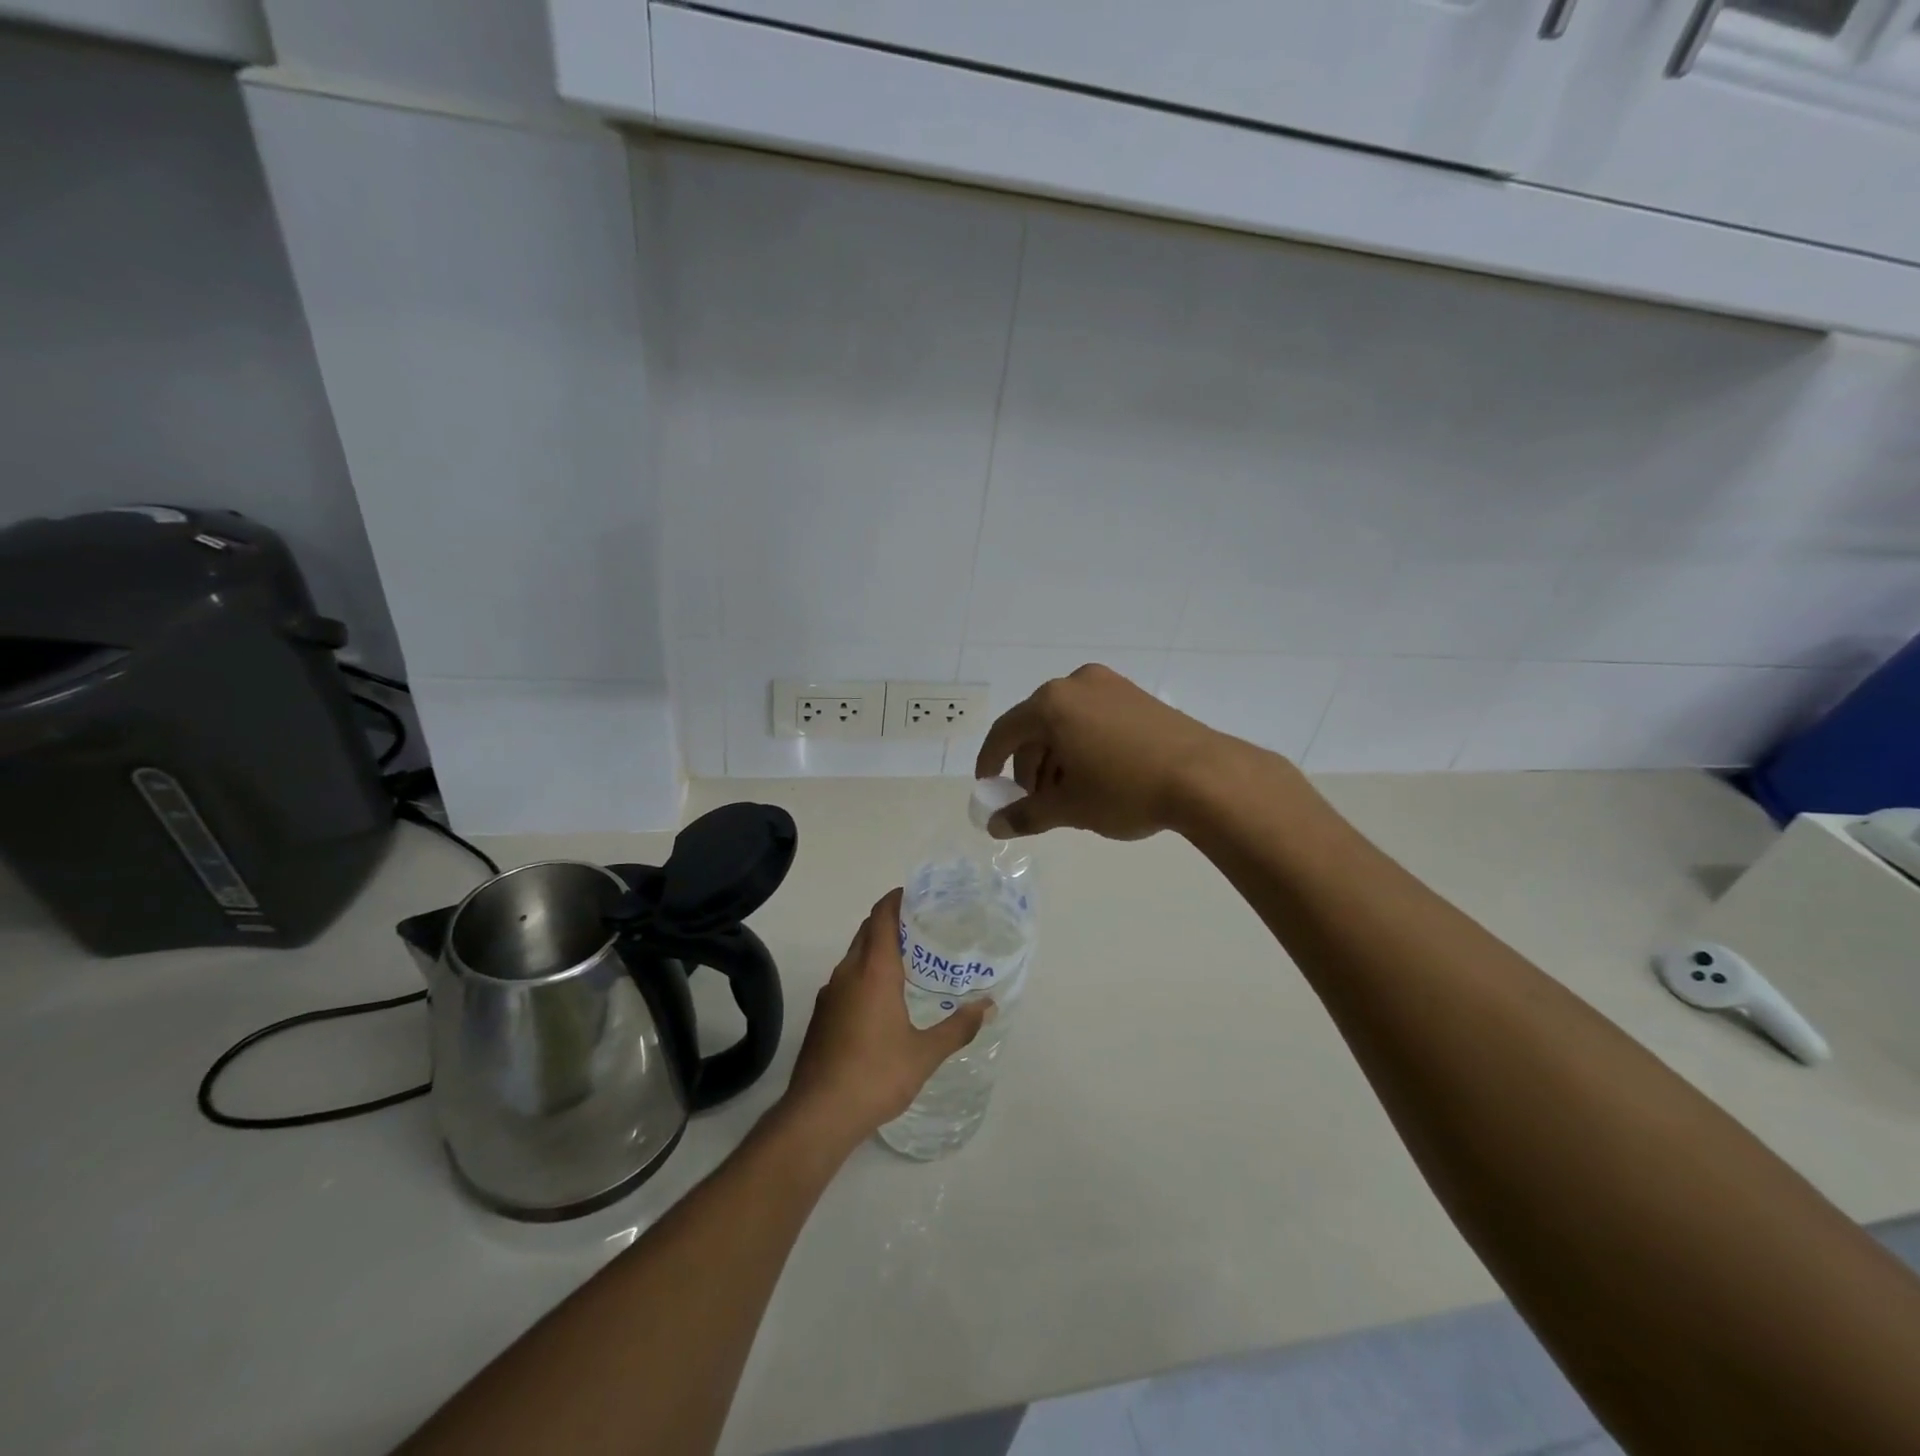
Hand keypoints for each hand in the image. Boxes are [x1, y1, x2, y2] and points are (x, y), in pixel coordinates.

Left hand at [780, 889, 991, 1146]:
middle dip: (891, 920)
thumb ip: (957, 1027)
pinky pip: (847, 978)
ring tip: (910, 958)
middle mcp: (848, 973)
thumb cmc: (876, 1075)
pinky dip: (866, 971)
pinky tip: (885, 996)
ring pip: (855, 955)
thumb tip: (987, 1006)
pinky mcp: (822, 1015)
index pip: (882, 917)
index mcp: (873, 971)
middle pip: (867, 931)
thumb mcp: (925, 1054)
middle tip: (924, 925)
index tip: (918, 894)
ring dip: (877, 947)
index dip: (897, 899)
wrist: (819, 1114)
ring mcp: (830, 993)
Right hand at [974, 663, 1235, 839]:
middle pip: (1036, 726)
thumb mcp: (1070, 807)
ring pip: (1067, 723)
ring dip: (1057, 758)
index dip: (990, 762)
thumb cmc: (1125, 789)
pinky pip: (1094, 719)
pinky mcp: (1137, 697)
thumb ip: (1026, 814)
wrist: (1206, 777)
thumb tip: (995, 826)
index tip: (988, 786)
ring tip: (1067, 796)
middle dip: (1030, 766)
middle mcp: (1076, 684)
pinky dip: (1083, 746)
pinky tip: (1095, 777)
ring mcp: (1111, 686)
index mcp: (1051, 704)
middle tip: (1035, 801)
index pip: (1005, 732)